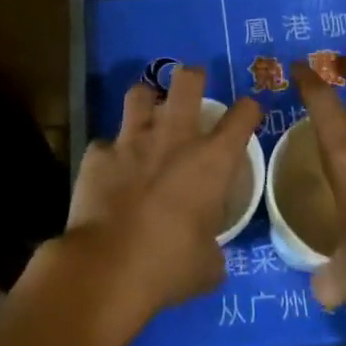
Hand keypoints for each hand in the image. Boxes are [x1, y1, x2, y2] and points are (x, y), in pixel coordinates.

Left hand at [63, 66, 261, 325]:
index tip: (247, 114)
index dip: (249, 110)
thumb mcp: (208, 266)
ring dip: (146, 102)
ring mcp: (132, 140)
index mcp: (212, 160)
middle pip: (188, 81)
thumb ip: (213, 249)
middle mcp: (174, 137)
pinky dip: (110, 154)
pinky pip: (105, 143)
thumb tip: (209, 254)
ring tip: (146, 115)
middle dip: (193, 77)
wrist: (108, 268)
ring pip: (139, 94)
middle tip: (192, 88)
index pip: (243, 115)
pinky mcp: (97, 154)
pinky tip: (109, 171)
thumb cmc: (169, 266)